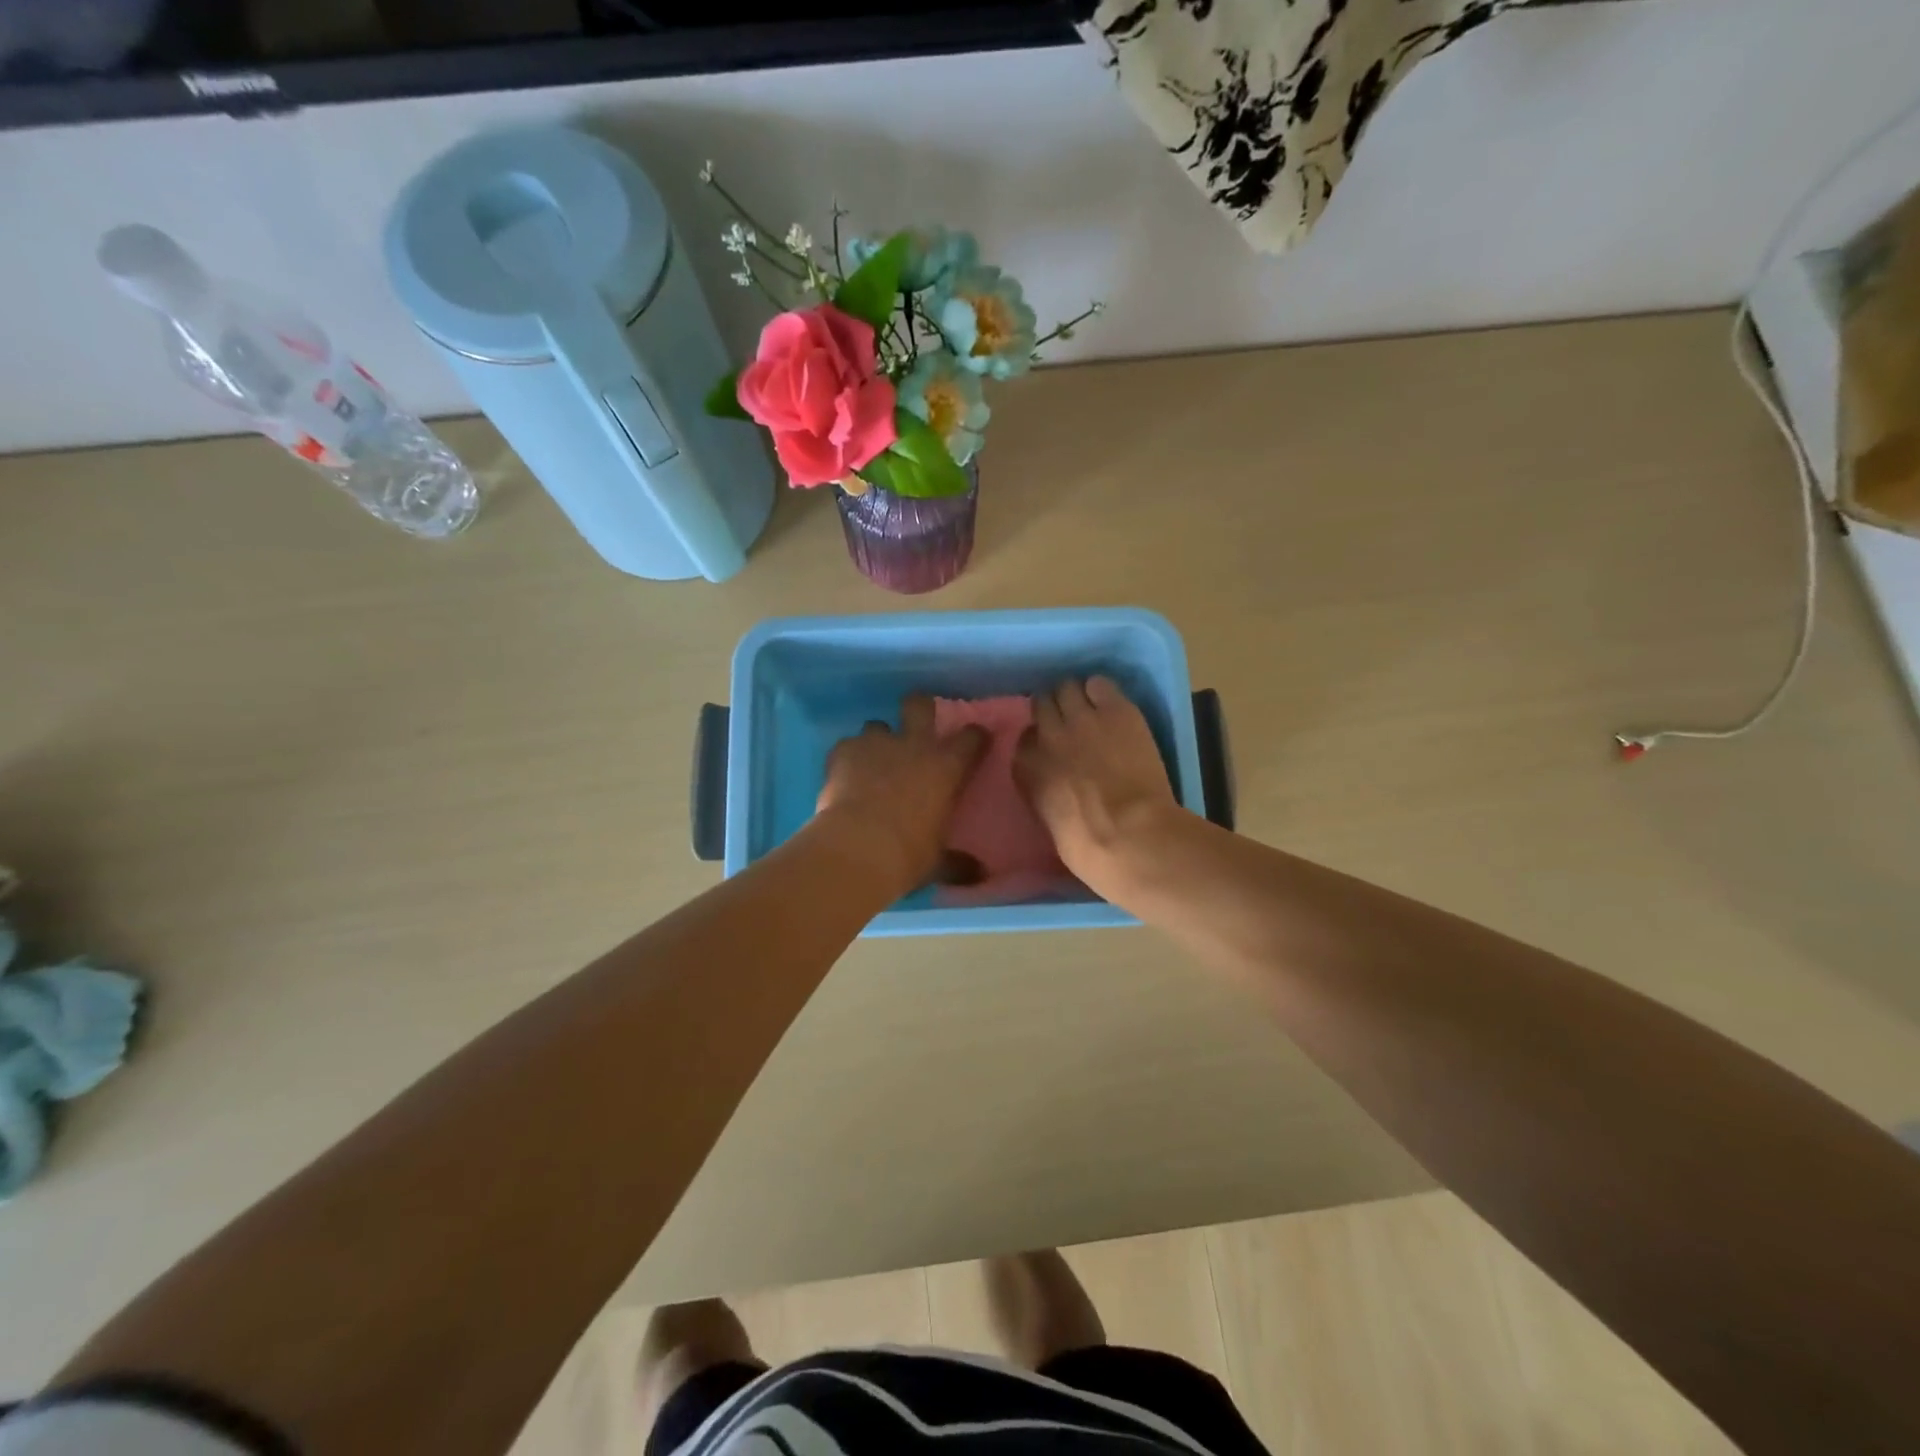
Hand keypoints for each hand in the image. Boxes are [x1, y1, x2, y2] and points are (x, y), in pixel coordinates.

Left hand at [816, 695, 987, 894]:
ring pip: (877, 725)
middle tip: (915, 724)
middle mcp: (914, 745)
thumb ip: (958, 863)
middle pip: (919, 705)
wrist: (857, 849)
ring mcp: (876, 743)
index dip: (975, 737)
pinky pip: (847, 745)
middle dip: (919, 708)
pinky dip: (847, 758)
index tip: (975, 742)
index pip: (972, 738)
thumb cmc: (908, 855)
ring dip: (877, 740)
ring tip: (872, 762)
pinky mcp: (844, 751)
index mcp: (947, 767)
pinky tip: (843, 777)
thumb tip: (980, 874)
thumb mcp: (938, 862)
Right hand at [1014, 677, 1178, 894]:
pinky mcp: (1116, 710)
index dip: (1040, 740)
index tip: (1052, 748)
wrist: (1130, 836)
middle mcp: (1047, 735)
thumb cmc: (1089, 849)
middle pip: (1042, 703)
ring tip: (1093, 708)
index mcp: (1025, 768)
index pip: (1025, 738)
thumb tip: (1058, 788)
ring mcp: (1081, 719)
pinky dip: (1104, 691)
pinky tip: (1113, 705)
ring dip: (1077, 696)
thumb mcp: (1051, 824)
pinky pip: (1101, 684)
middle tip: (1072, 722)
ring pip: (1067, 687)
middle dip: (1054, 710)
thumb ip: (1047, 794)